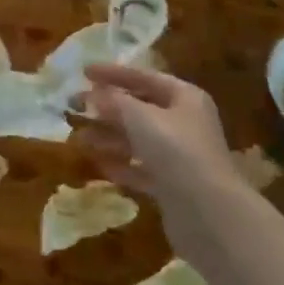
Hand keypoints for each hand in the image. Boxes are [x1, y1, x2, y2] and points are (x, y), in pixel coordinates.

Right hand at [79, 63, 244, 257]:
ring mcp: (180, 156)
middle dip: (106, 108)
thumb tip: (94, 94)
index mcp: (184, 98)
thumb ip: (115, 101)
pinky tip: (98, 165)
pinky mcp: (173, 186)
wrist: (209, 213)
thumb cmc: (176, 151)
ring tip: (78, 138)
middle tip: (74, 106)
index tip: (84, 71)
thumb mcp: (141, 117)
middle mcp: (184, 123)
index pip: (144, 77)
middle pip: (140, 109)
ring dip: (108, 137)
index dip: (113, 73)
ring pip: (138, 140)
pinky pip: (141, 168)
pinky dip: (121, 165)